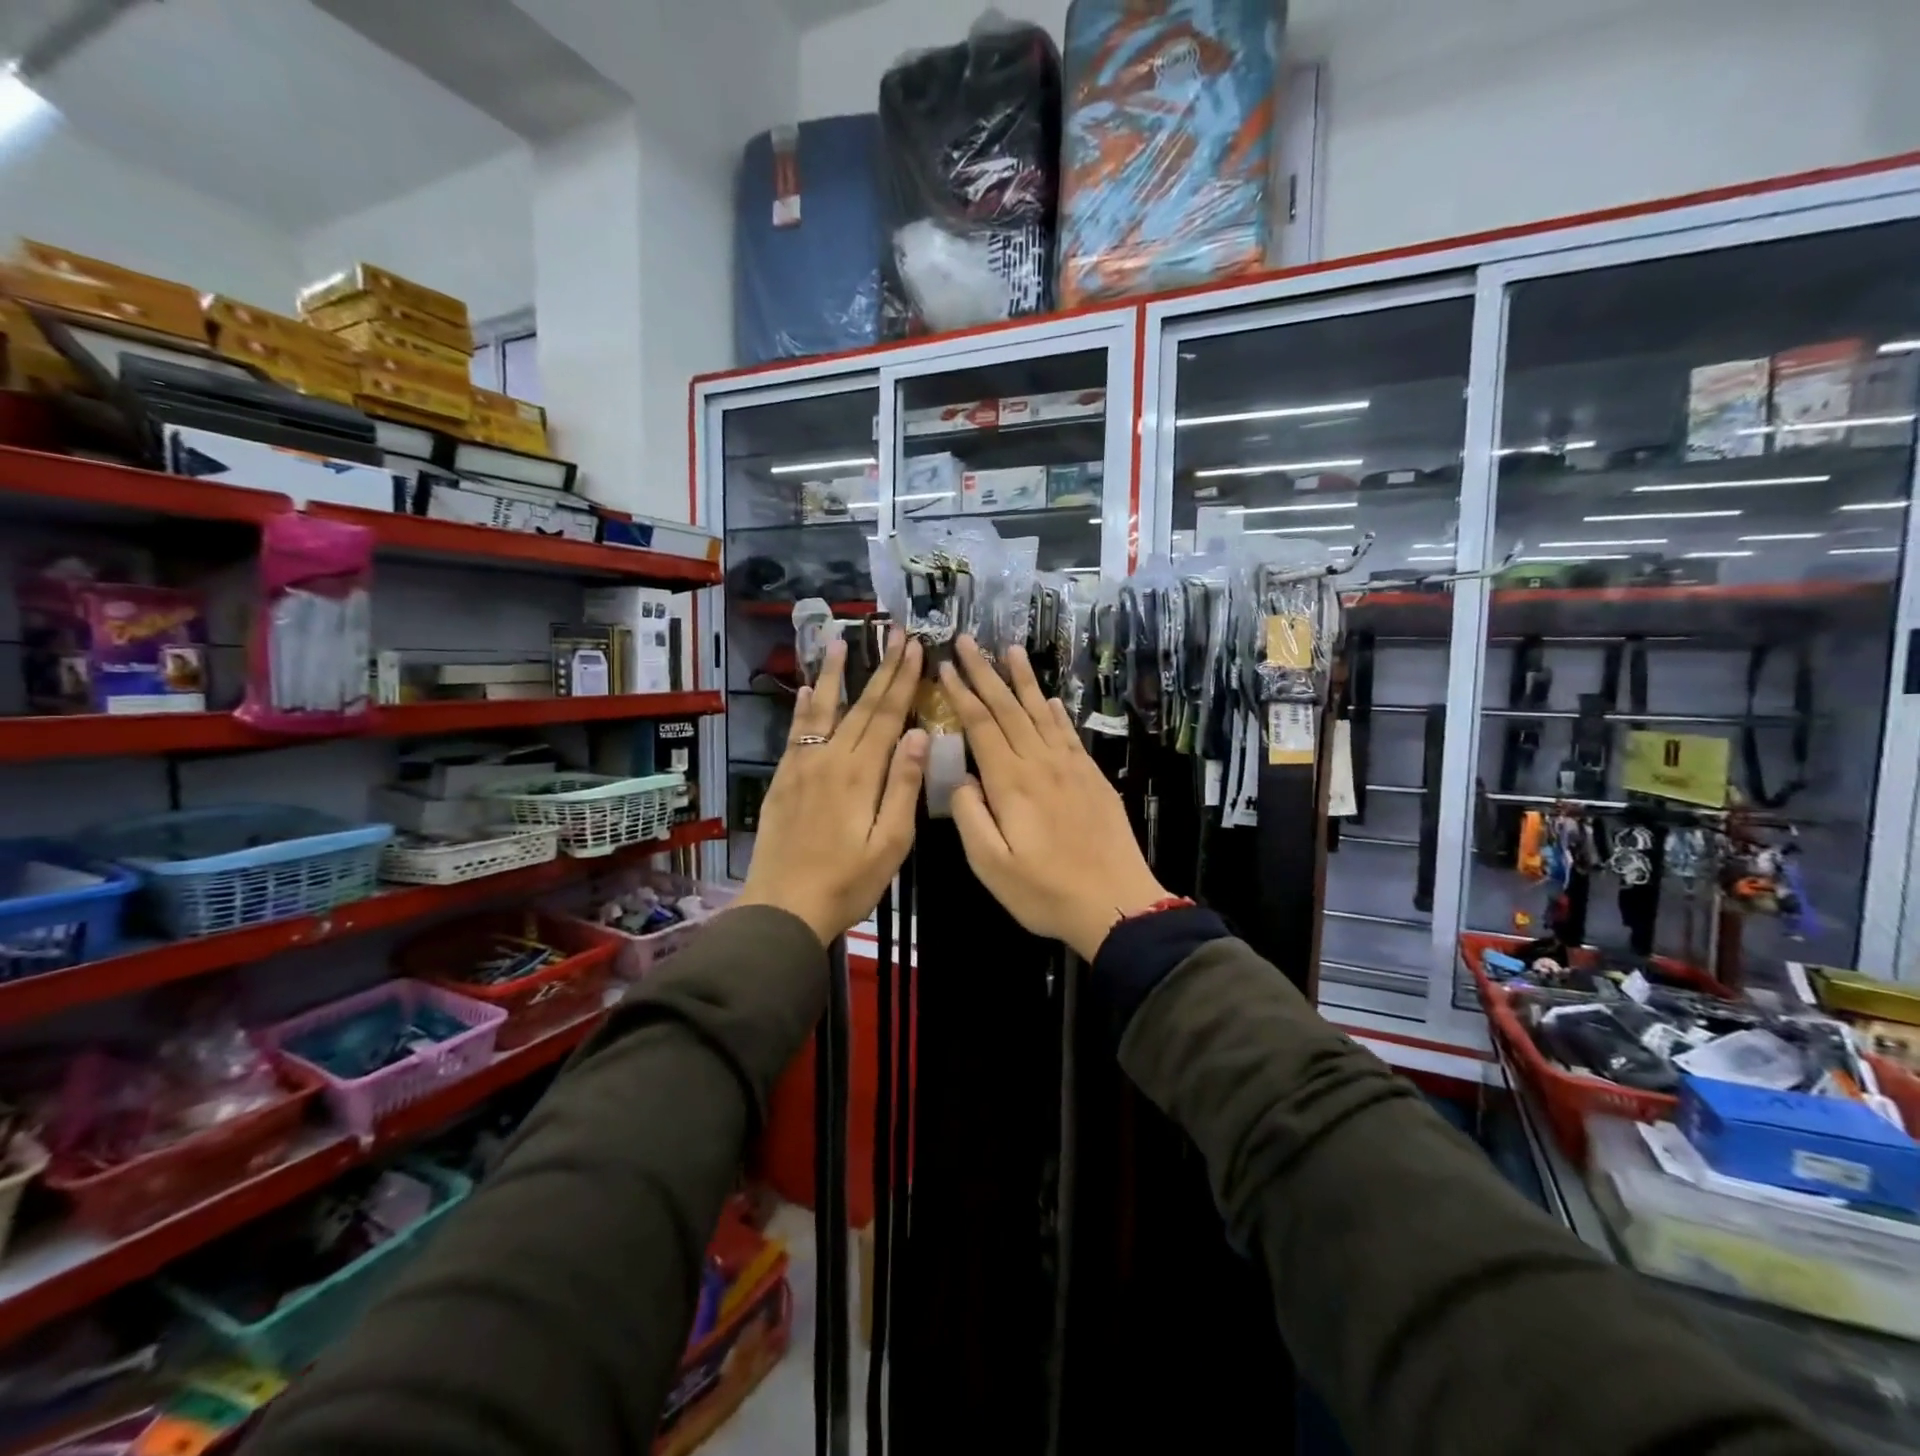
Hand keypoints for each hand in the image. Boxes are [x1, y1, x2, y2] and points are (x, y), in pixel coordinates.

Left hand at [736, 631, 927, 945]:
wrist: (783, 906)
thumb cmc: (848, 881)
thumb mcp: (890, 842)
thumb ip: (903, 786)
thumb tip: (918, 734)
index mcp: (862, 773)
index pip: (888, 715)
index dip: (903, 679)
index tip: (914, 647)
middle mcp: (831, 758)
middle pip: (861, 705)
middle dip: (881, 668)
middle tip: (894, 633)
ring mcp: (803, 765)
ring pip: (824, 709)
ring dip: (836, 674)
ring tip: (842, 641)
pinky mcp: (785, 778)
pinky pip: (797, 731)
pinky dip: (805, 707)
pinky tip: (809, 688)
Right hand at [939, 637, 1167, 959]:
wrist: (1117, 904)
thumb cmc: (1046, 892)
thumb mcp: (992, 866)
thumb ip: (971, 817)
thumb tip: (963, 779)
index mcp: (1011, 783)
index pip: (981, 726)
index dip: (962, 694)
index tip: (946, 665)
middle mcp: (1041, 764)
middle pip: (1008, 709)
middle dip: (985, 672)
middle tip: (968, 640)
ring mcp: (1071, 767)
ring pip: (1041, 712)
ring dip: (1022, 680)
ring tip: (1009, 649)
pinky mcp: (1092, 777)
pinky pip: (1068, 733)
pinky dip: (1055, 711)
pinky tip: (1048, 697)